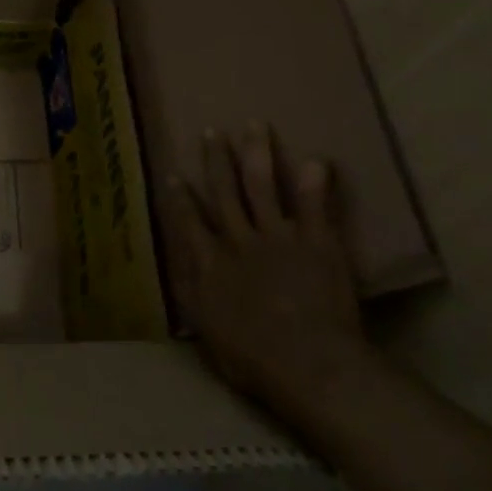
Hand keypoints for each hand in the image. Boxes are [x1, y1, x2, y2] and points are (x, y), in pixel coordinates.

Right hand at [165, 123, 374, 420]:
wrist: (309, 364)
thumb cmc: (253, 358)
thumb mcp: (206, 332)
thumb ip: (192, 295)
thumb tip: (179, 268)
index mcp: (209, 263)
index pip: (189, 222)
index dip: (180, 198)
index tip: (174, 174)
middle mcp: (238, 240)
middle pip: (224, 192)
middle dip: (217, 160)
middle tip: (213, 132)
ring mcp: (278, 237)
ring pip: (263, 186)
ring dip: (257, 154)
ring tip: (256, 126)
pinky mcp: (316, 243)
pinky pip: (313, 206)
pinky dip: (315, 183)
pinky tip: (317, 160)